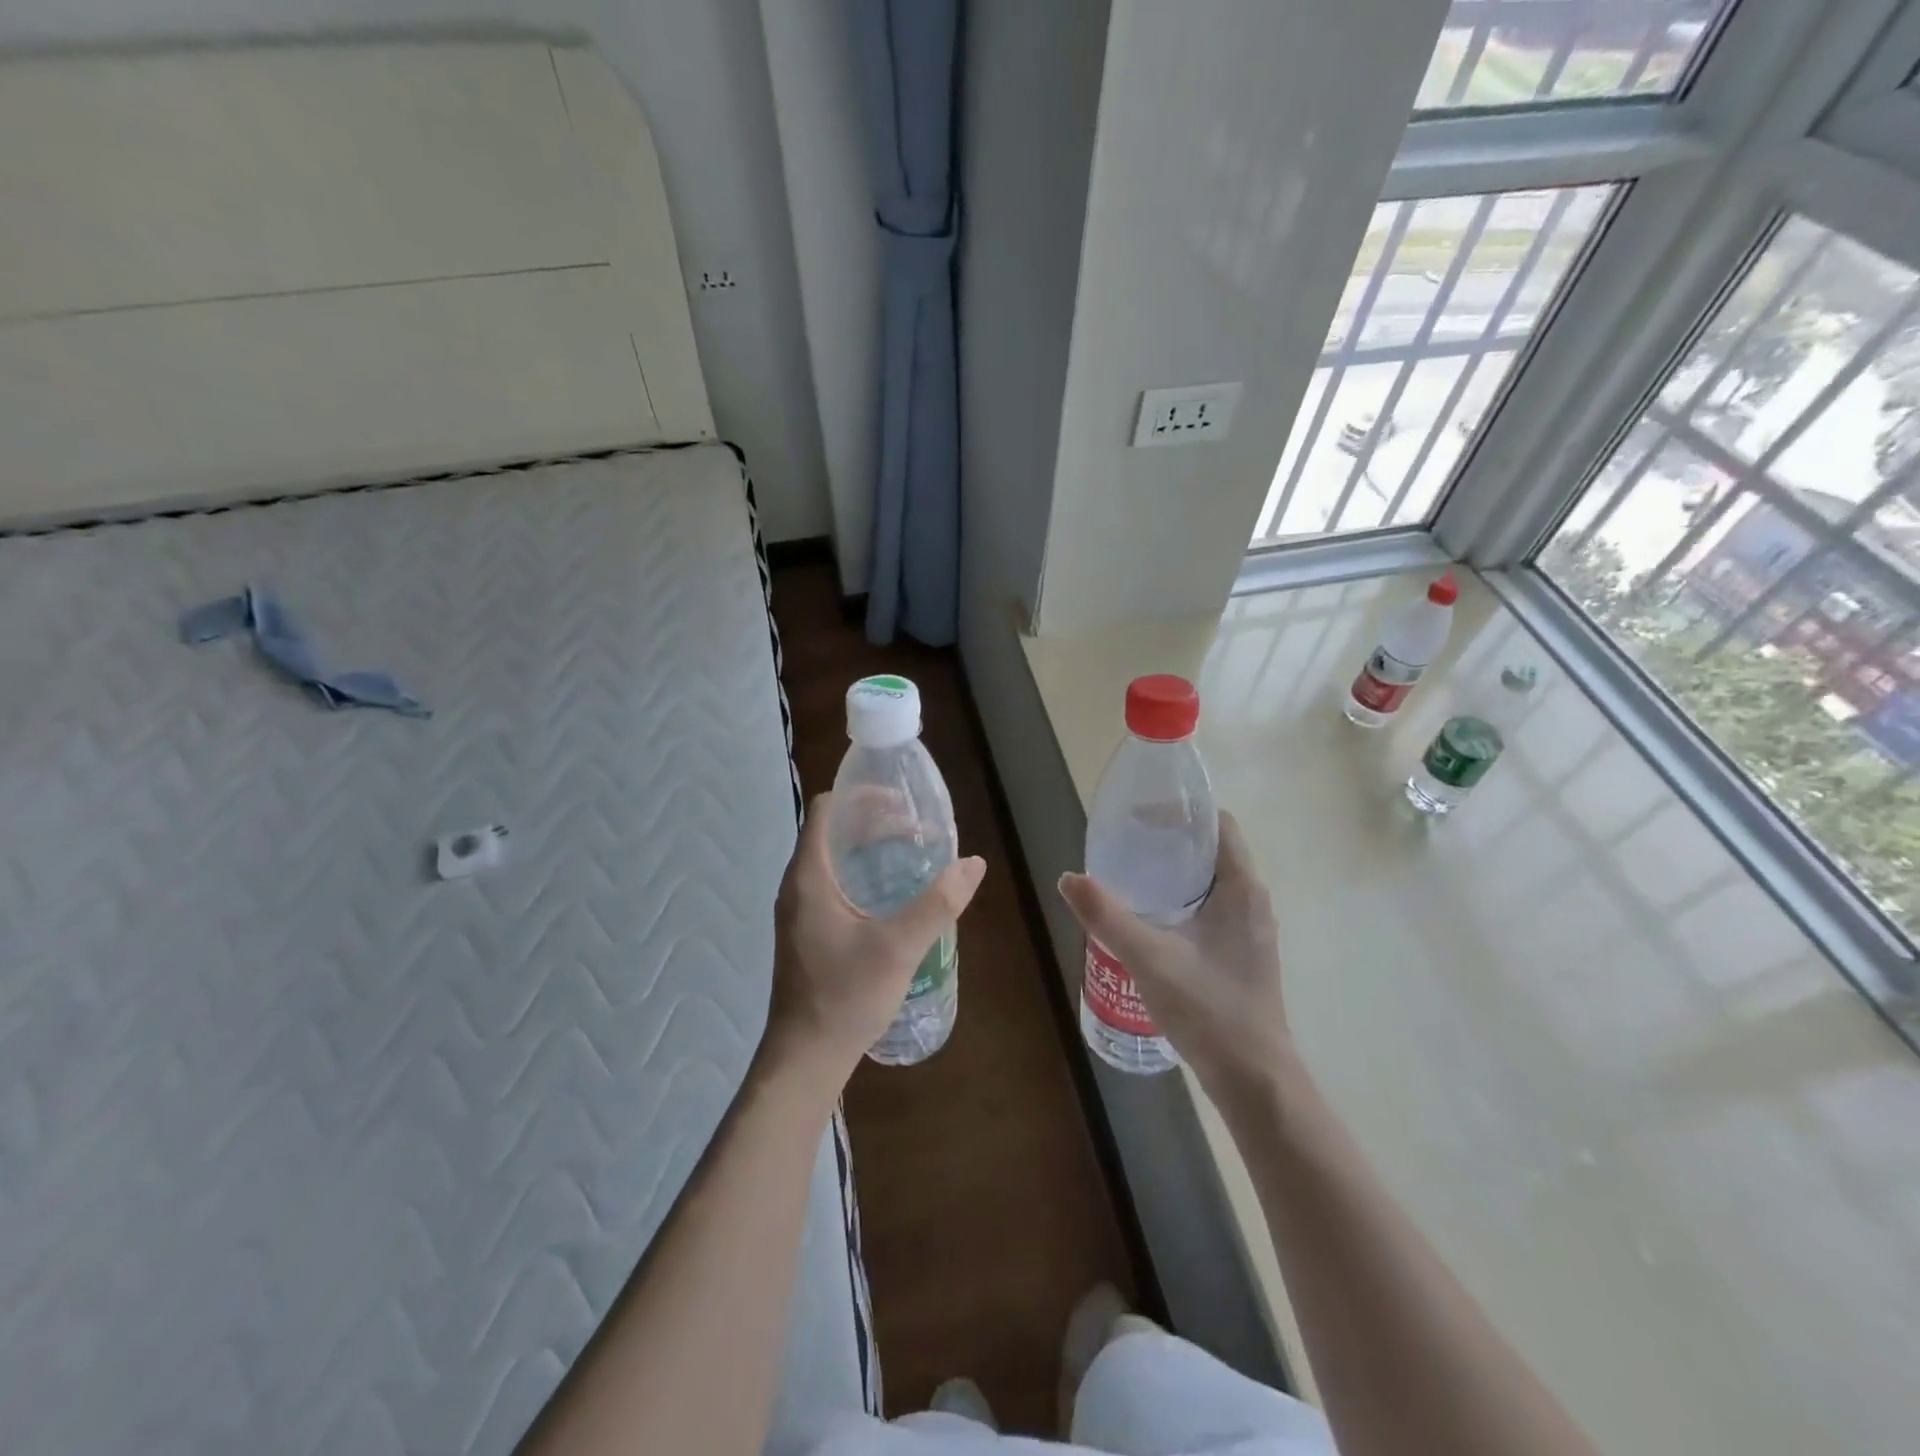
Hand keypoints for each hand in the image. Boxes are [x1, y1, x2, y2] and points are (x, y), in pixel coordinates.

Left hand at [765, 792, 985, 1089]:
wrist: (805, 1058)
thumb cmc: (845, 996)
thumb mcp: (899, 947)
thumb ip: (938, 903)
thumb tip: (973, 863)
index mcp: (809, 876)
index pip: (827, 809)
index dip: (863, 796)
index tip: (902, 803)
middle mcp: (798, 885)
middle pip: (833, 832)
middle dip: (874, 821)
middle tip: (918, 828)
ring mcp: (800, 910)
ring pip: (834, 859)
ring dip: (869, 848)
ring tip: (911, 853)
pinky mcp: (808, 931)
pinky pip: (834, 884)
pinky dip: (862, 874)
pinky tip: (893, 895)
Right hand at [1058, 812, 1289, 1107]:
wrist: (1255, 1080)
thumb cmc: (1209, 1010)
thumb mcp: (1149, 959)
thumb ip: (1107, 916)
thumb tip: (1068, 878)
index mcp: (1242, 888)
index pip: (1218, 824)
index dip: (1181, 812)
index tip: (1140, 817)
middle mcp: (1252, 901)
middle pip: (1212, 849)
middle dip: (1170, 840)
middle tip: (1125, 843)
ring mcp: (1250, 930)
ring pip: (1211, 881)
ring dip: (1175, 871)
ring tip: (1131, 875)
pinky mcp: (1242, 954)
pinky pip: (1212, 907)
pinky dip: (1182, 899)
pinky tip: (1150, 919)